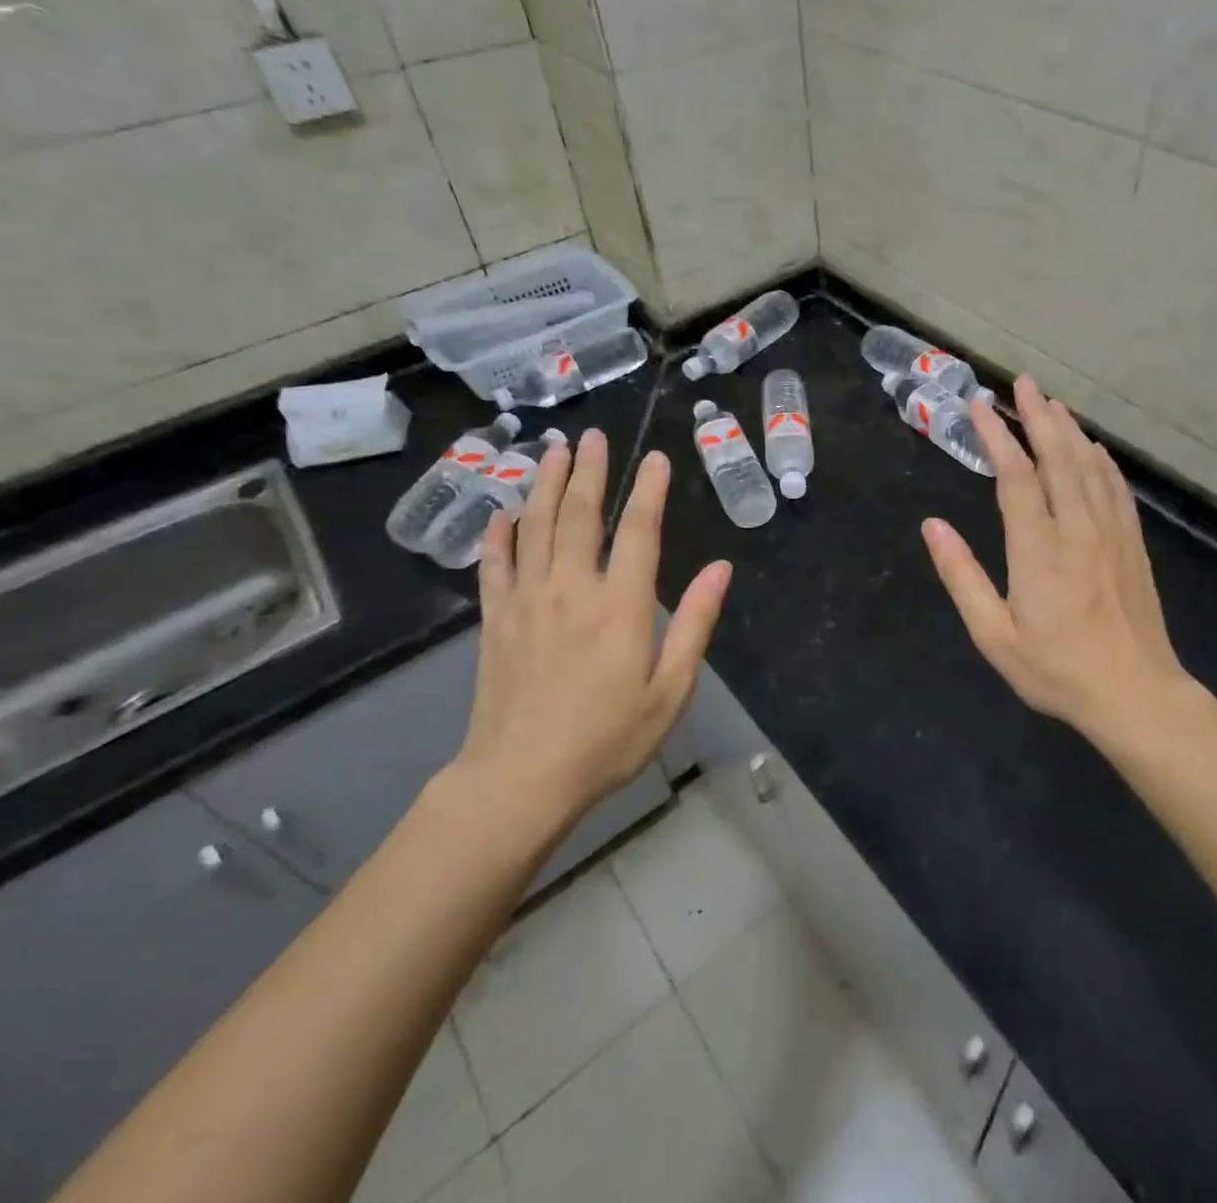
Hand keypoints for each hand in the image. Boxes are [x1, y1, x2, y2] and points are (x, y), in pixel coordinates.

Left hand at [447, 429, 731, 851]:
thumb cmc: (607, 739)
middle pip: (580, 516)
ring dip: (546, 486)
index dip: (649, 491)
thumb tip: (721, 569)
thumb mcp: (670, 690)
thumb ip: (695, 624)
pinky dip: (501, 534)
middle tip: (593, 436)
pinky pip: (496, 564)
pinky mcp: (496, 621)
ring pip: (536, 528)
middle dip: (590, 472)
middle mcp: (571, 589)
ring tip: (553, 452)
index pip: (638, 532)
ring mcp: (527, 601)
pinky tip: (504, 512)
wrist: (520, 781)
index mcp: (620, 605)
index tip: (654, 458)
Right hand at [922, 376, 1192, 735]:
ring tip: (1052, 403)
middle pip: (1057, 457)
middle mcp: (1077, 527)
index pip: (1015, 475)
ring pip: (1089, 466)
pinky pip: (1116, 489)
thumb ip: (961, 575)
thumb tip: (932, 526)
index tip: (980, 405)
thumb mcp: (994, 634)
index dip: (997, 436)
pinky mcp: (1132, 544)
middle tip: (1023, 382)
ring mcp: (1111, 532)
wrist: (1136, 695)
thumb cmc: (1056, 669)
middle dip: (1037, 416)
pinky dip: (1102, 462)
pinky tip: (1095, 449)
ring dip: (1069, 430)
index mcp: (1037, 547)